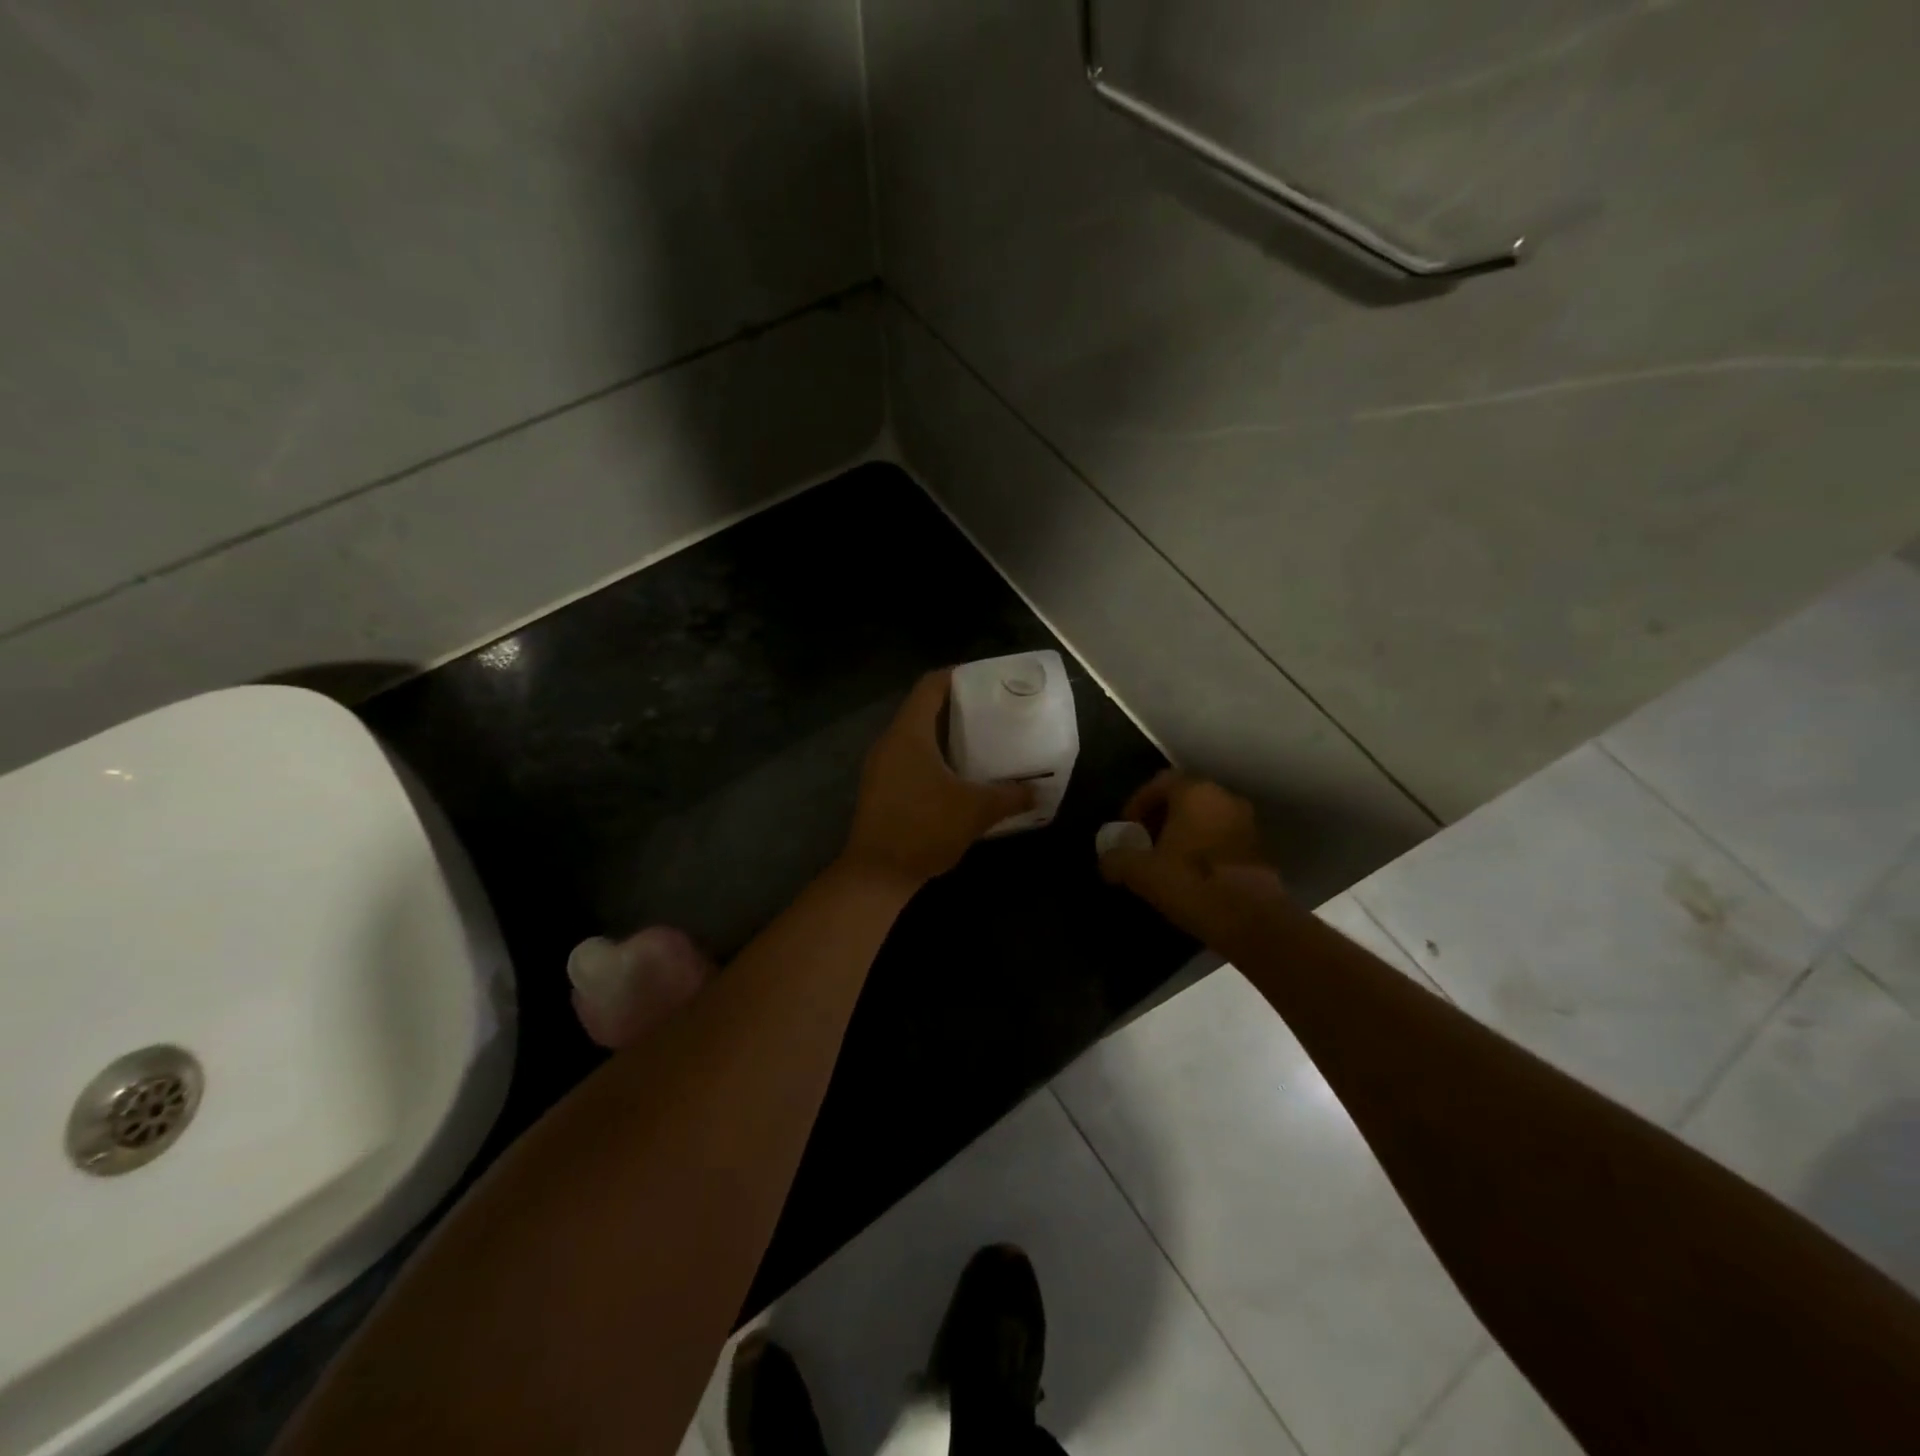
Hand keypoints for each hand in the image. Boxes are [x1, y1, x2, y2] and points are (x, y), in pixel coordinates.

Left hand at [842, 671, 1033, 887]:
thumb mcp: (976, 810)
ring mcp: (880, 766)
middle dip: (956, 707)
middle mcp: (890, 742)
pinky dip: (933, 757)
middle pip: (922, 709)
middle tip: (991, 711)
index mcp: (909, 733)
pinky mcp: (880, 789)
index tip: (987, 680)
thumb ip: (1010, 796)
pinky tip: (957, 775)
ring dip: (944, 735)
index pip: (931, 686)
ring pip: (915, 736)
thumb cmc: (925, 828)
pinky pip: (908, 758)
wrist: (877, 874)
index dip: (958, 676)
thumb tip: (1038, 791)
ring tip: (979, 740)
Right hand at [1098, 771, 1285, 936]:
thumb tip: (1107, 859)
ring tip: (1166, 861)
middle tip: (1143, 843)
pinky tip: (1191, 875)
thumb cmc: (1191, 883)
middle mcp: (1224, 798)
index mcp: (1195, 792)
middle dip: (1160, 817)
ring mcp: (1247, 823)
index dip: (1137, 803)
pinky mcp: (1260, 849)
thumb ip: (1117, 859)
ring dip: (1184, 833)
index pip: (1159, 783)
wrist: (1251, 921)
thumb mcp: (1140, 872)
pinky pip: (1222, 838)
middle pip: (1184, 798)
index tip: (1126, 828)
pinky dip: (1204, 848)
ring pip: (1205, 818)